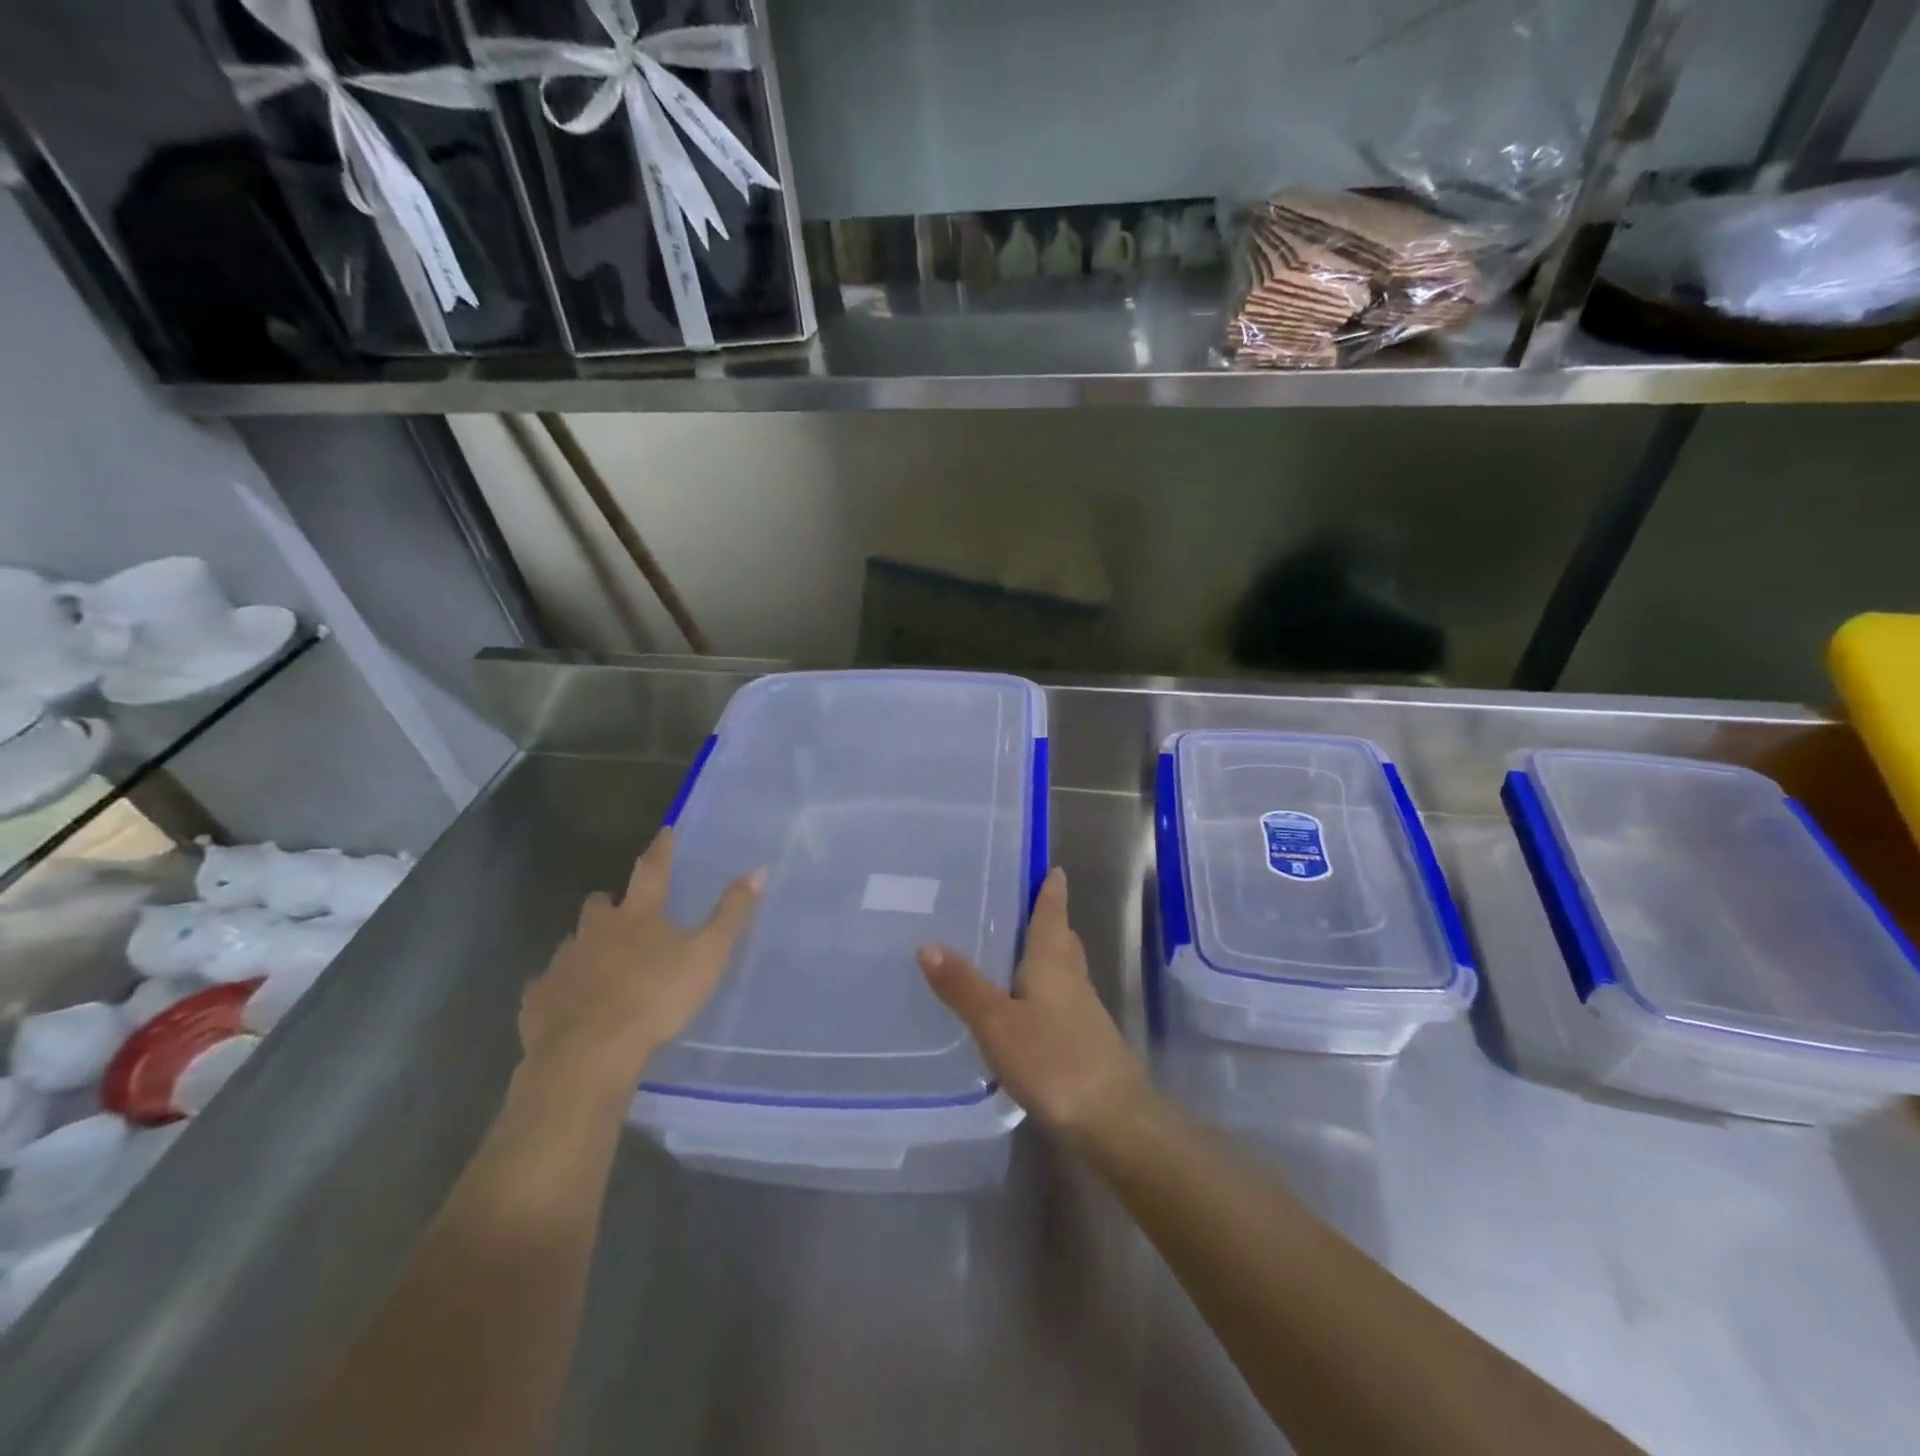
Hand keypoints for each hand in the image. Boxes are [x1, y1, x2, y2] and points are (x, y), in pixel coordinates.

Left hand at [519, 829, 760, 1098]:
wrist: (588, 1054)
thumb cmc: (655, 998)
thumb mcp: (707, 955)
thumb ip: (732, 914)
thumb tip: (759, 870)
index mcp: (638, 916)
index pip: (652, 870)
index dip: (661, 850)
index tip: (664, 832)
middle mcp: (595, 931)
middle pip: (599, 905)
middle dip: (610, 903)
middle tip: (622, 910)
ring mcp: (563, 964)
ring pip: (572, 942)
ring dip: (586, 944)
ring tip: (599, 960)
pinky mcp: (539, 999)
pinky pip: (546, 985)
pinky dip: (559, 987)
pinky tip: (568, 1002)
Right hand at [918, 867, 1148, 1140]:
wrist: (1113, 1119)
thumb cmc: (1054, 1059)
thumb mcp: (997, 1023)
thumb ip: (963, 986)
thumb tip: (928, 943)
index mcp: (1053, 963)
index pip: (1052, 915)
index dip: (1051, 892)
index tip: (1052, 869)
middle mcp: (1072, 979)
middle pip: (1062, 940)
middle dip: (1050, 921)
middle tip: (1026, 906)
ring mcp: (1083, 1013)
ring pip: (1064, 971)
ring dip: (1047, 957)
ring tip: (1017, 953)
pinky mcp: (1085, 1043)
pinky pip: (1062, 1001)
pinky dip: (1045, 992)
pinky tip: (1026, 1009)